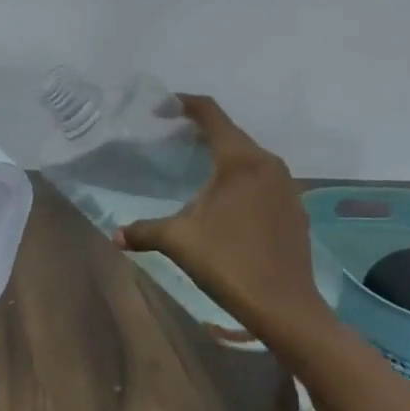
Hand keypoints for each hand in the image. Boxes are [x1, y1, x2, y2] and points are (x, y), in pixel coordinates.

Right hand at [114, 95, 324, 345]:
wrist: (285, 307)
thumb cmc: (229, 263)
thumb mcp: (179, 242)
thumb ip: (144, 231)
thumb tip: (114, 236)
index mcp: (240, 160)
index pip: (211, 114)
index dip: (185, 104)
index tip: (162, 107)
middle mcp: (267, 163)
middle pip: (231, 133)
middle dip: (201, 131)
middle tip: (171, 138)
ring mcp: (287, 186)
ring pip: (249, 156)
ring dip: (223, 155)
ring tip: (196, 167)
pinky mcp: (295, 208)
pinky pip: (263, 178)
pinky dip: (241, 178)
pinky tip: (226, 200)